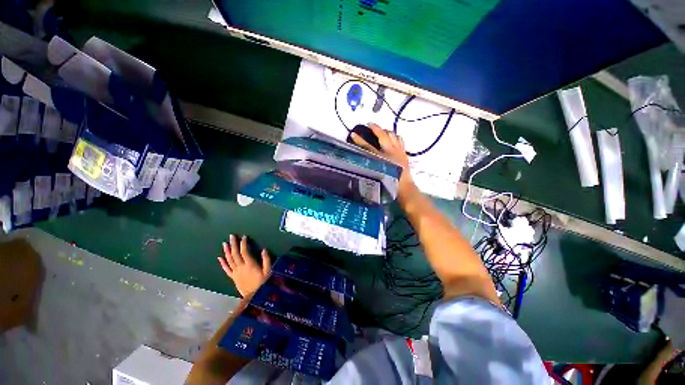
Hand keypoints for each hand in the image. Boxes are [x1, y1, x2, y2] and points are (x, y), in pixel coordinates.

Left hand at [218, 235, 271, 297]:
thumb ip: (266, 260)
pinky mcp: (233, 278)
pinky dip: (223, 263)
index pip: (244, 251)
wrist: (255, 298)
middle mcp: (241, 267)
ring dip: (227, 251)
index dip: (243, 243)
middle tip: (231, 236)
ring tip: (225, 243)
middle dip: (233, 244)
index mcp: (250, 264)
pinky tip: (220, 258)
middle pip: (235, 254)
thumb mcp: (268, 272)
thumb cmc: (263, 284)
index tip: (244, 237)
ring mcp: (236, 273)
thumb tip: (264, 250)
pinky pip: (226, 269)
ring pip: (229, 260)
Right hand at [351, 123, 415, 196]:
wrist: (404, 187)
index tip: (353, 134)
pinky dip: (396, 137)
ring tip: (382, 131)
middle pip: (383, 135)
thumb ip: (369, 166)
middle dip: (375, 128)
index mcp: (381, 158)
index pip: (368, 147)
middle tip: (369, 124)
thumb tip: (361, 161)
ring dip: (386, 131)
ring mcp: (399, 151)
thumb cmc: (388, 183)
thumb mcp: (375, 174)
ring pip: (393, 135)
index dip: (360, 140)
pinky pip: (400, 140)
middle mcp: (391, 151)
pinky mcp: (404, 153)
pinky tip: (394, 138)